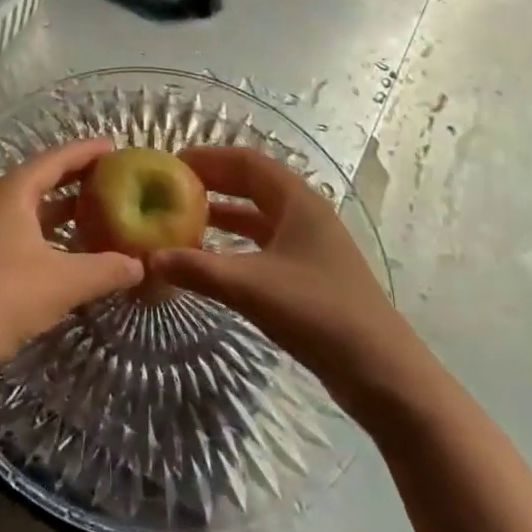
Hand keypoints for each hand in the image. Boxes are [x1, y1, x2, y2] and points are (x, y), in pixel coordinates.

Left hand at [0, 139, 142, 384]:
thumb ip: (106, 269)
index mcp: (13, 192)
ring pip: (35, 207)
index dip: (87, 151)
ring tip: (102, 208)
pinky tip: (74, 248)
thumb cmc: (3, 297)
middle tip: (115, 176)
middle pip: (44, 178)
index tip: (116, 146)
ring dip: (66, 206)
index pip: (56, 159)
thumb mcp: (63, 282)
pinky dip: (53, 231)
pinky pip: (28, 230)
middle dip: (78, 176)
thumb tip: (141, 264)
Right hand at [147, 147, 408, 404]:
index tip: (171, 164)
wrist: (383, 374)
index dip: (208, 158)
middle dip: (212, 183)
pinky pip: (264, 243)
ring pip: (258, 215)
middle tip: (169, 189)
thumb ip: (198, 269)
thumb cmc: (319, 314)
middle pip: (252, 184)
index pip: (246, 161)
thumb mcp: (251, 287)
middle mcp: (304, 213)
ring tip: (182, 219)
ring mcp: (310, 245)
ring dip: (222, 213)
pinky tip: (212, 257)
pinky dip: (236, 242)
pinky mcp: (310, 274)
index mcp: (297, 201)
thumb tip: (147, 258)